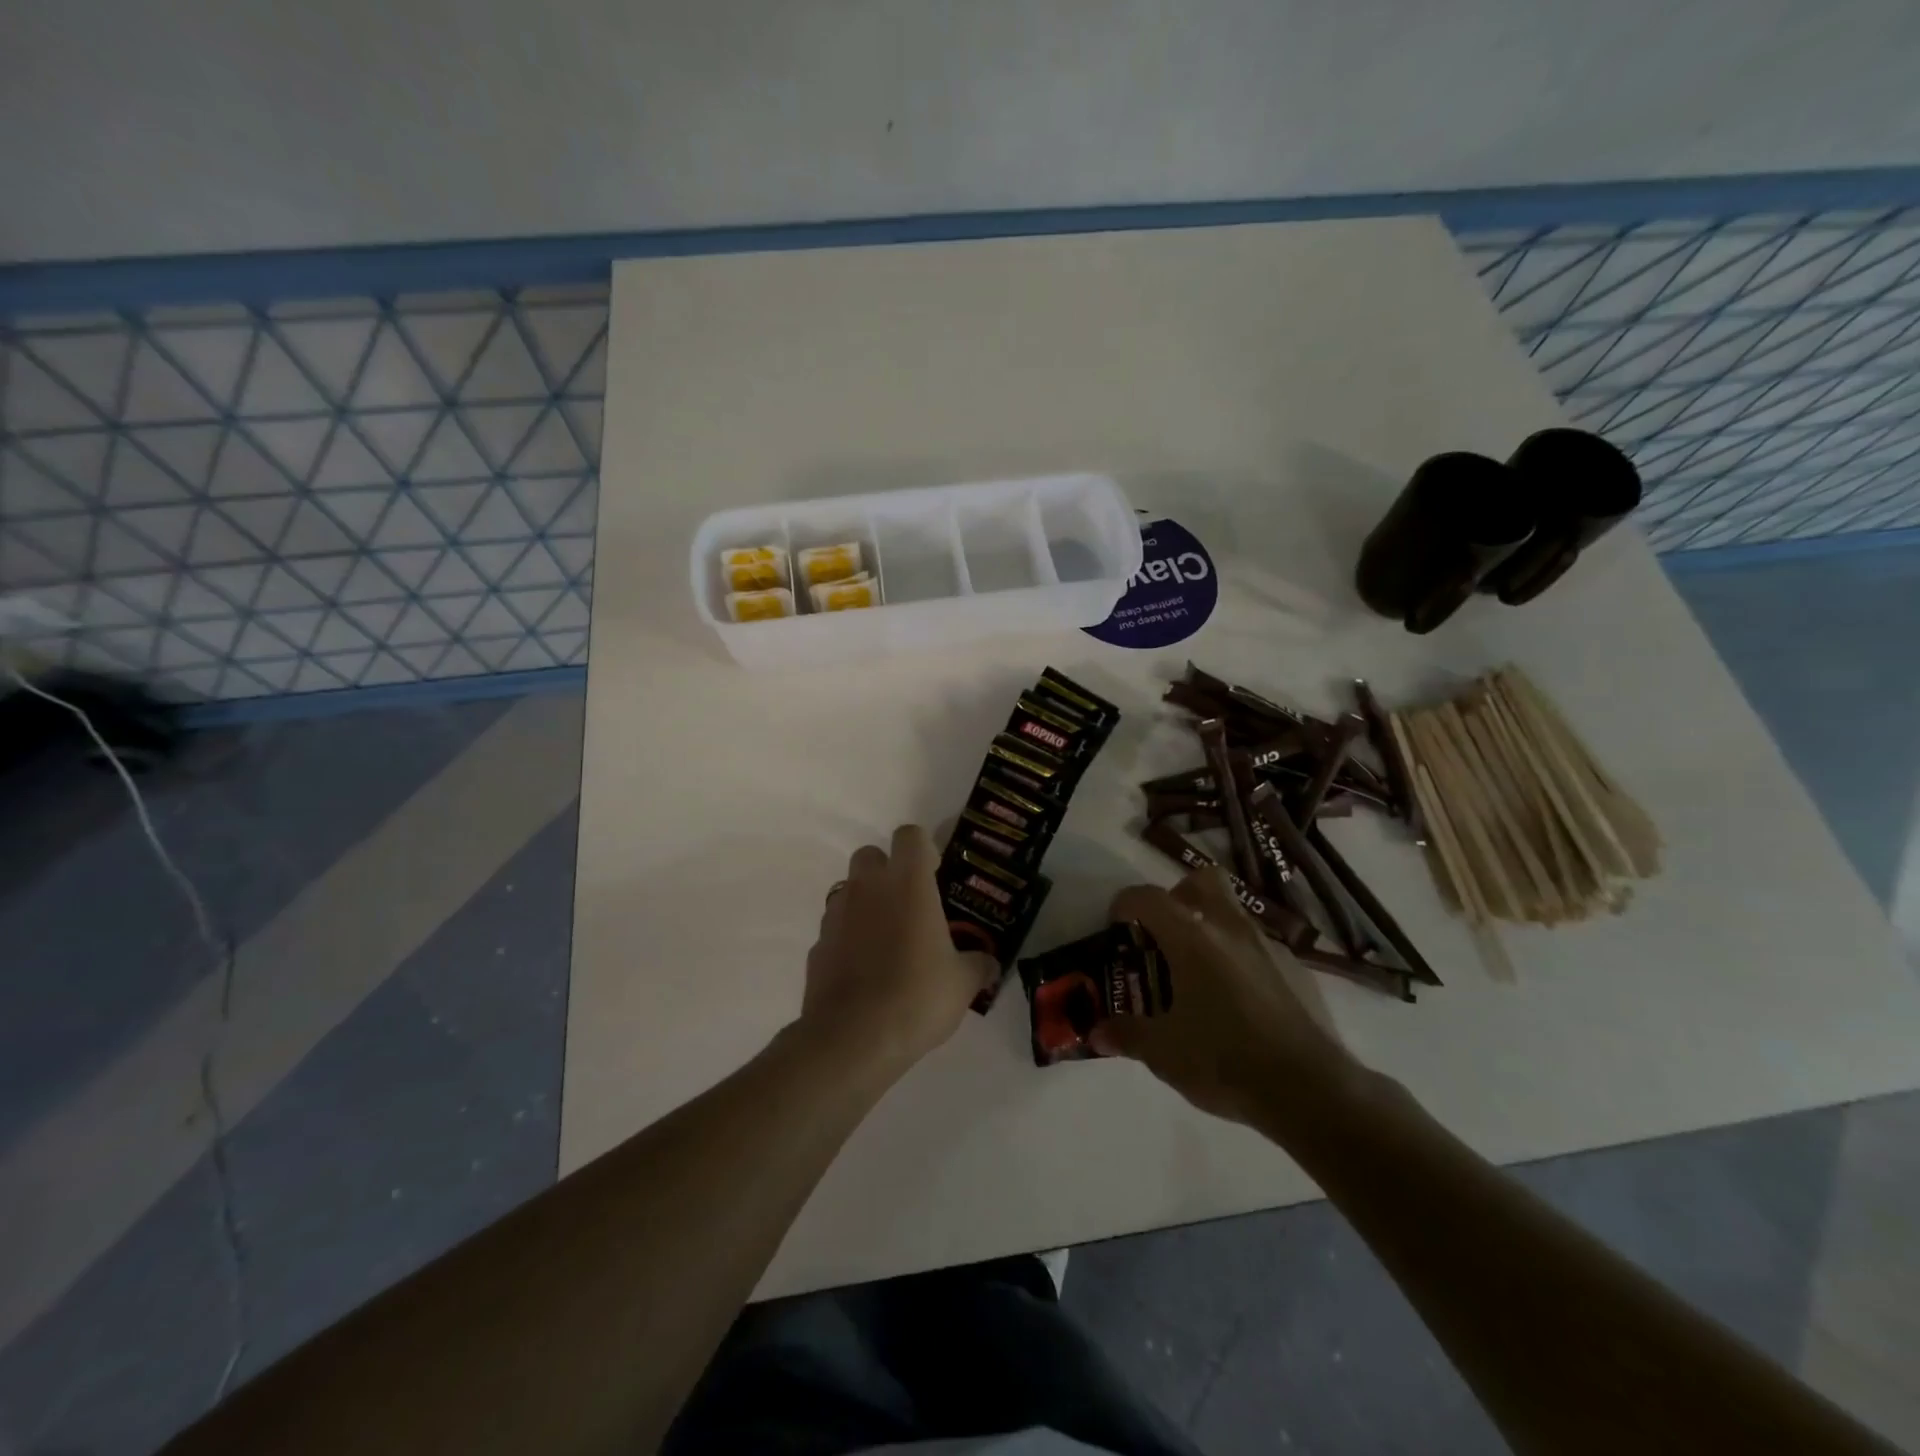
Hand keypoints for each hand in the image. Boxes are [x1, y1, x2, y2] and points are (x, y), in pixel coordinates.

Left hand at [800, 824, 999, 1074]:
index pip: (910, 835)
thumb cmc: (917, 997)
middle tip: (910, 904)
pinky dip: (849, 939)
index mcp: (908, 883)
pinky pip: (835, 928)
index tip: (936, 874)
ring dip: (866, 904)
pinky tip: (865, 971)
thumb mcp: (962, 983)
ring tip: (888, 941)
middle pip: (871, 855)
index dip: (924, 849)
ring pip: (849, 890)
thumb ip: (978, 965)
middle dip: (888, 871)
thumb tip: (989, 964)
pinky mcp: (817, 945)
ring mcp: (836, 915)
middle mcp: (867, 888)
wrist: (853, 1039)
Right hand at [1092, 867, 1357, 1128]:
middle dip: (1179, 895)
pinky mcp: (1296, 972)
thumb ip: (1127, 1035)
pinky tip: (1237, 1002)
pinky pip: (1259, 948)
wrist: (1311, 1090)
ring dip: (1211, 928)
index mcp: (1192, 939)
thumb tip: (1098, 1034)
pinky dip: (1240, 959)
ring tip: (1198, 975)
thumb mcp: (1163, 1054)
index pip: (1149, 898)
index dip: (1125, 903)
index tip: (1116, 924)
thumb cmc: (1224, 1061)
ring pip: (1234, 914)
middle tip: (1164, 931)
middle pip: (1203, 881)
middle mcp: (1230, 930)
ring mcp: (1269, 948)